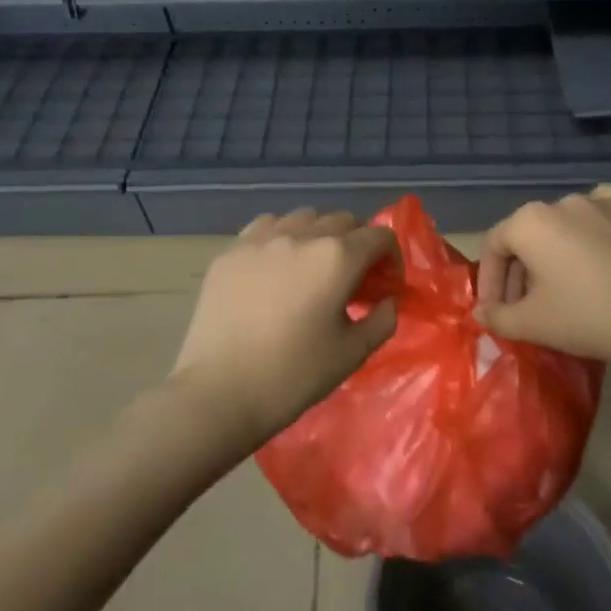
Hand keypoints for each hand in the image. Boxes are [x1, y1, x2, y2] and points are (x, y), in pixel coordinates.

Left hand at [171, 208, 400, 445]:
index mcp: (337, 258)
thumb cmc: (293, 376)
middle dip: (358, 244)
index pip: (379, 237)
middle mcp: (302, 236)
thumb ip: (383, 319)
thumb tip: (388, 300)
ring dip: (320, 235)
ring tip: (313, 268)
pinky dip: (282, 236)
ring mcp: (262, 239)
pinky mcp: (231, 251)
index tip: (386, 286)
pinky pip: (266, 226)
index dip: (392, 258)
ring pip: (304, 217)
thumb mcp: (352, 354)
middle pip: (343, 221)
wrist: (218, 393)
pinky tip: (277, 265)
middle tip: (353, 279)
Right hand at [474, 185, 610, 375]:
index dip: (490, 281)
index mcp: (531, 221)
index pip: (495, 246)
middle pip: (531, 235)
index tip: (496, 311)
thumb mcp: (534, 324)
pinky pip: (605, 218)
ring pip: (568, 226)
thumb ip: (498, 317)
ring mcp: (605, 200)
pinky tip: (603, 260)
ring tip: (568, 288)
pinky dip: (596, 236)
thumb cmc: (590, 317)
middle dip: (523, 271)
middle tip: (529, 307)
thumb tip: (482, 312)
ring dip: (558, 254)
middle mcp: (564, 200)